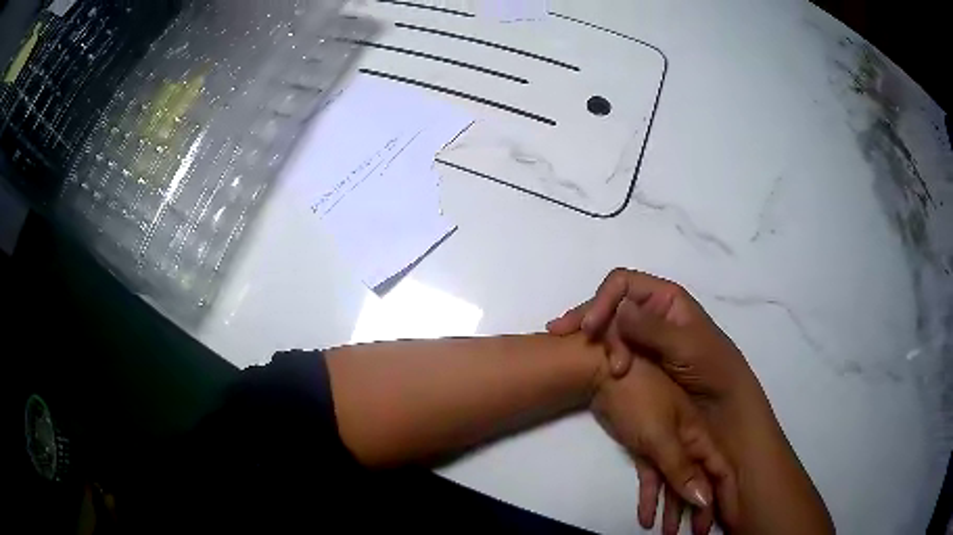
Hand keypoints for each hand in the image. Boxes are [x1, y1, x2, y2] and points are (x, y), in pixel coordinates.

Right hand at [548, 269, 757, 405]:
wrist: (722, 406)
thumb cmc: (711, 370)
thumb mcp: (686, 347)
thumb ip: (653, 329)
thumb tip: (618, 308)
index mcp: (666, 299)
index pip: (623, 284)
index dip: (602, 301)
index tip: (589, 328)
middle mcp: (651, 311)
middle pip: (609, 303)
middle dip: (591, 321)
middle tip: (572, 343)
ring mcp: (643, 335)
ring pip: (606, 325)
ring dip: (592, 340)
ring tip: (581, 361)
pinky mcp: (636, 356)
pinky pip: (610, 346)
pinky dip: (594, 352)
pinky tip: (580, 360)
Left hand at [592, 357, 738, 533]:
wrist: (602, 374)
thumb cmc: (639, 400)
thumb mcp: (663, 436)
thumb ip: (683, 469)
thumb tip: (705, 499)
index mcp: (698, 436)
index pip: (719, 469)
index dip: (726, 494)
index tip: (728, 520)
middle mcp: (686, 443)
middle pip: (698, 481)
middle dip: (699, 508)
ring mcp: (664, 446)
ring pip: (673, 484)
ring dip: (672, 509)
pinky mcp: (643, 450)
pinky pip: (651, 479)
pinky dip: (649, 499)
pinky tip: (646, 520)